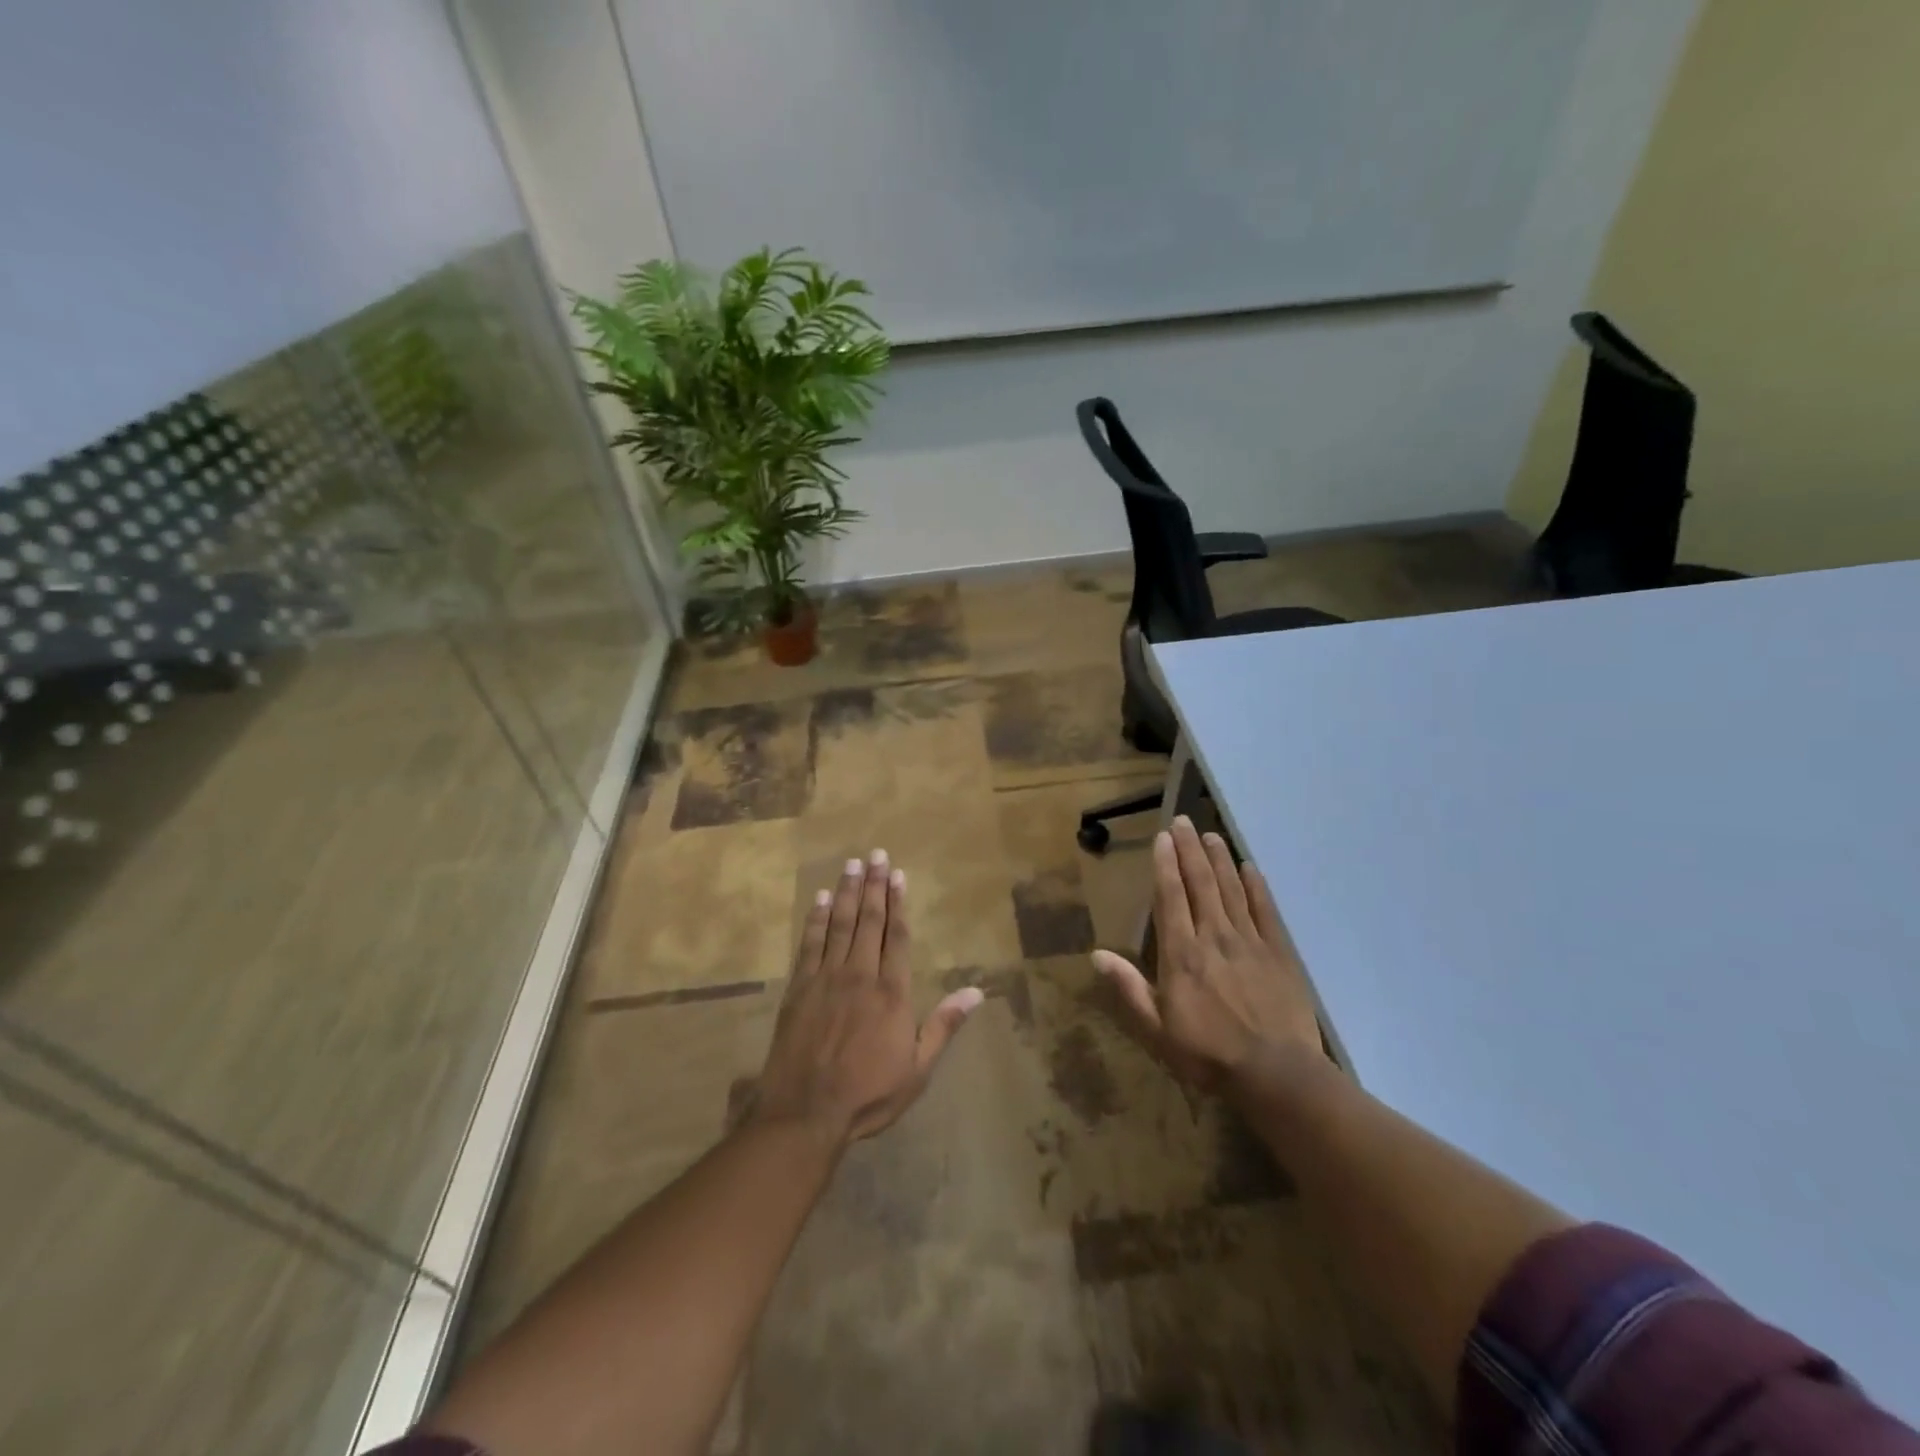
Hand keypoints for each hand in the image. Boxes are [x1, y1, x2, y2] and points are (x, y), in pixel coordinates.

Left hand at [752, 850, 983, 1144]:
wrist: (806, 1112)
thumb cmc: (869, 1094)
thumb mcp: (918, 1068)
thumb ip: (944, 1025)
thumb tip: (977, 992)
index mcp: (891, 992)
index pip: (896, 936)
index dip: (898, 903)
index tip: (899, 875)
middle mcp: (860, 975)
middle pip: (869, 921)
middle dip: (875, 886)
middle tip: (876, 854)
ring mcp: (826, 978)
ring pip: (840, 925)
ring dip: (848, 892)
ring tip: (853, 864)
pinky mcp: (799, 988)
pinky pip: (810, 944)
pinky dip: (817, 919)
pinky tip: (822, 899)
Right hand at [1093, 817, 1323, 1090]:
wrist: (1276, 1074)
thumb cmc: (1207, 1054)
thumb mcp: (1156, 1029)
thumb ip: (1129, 988)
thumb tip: (1096, 955)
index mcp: (1181, 954)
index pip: (1171, 898)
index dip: (1165, 865)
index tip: (1163, 838)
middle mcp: (1214, 937)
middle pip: (1201, 884)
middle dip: (1190, 850)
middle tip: (1184, 821)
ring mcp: (1249, 942)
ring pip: (1231, 889)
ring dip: (1219, 859)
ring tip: (1211, 834)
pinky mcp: (1279, 953)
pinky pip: (1265, 911)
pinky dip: (1256, 886)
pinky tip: (1249, 867)